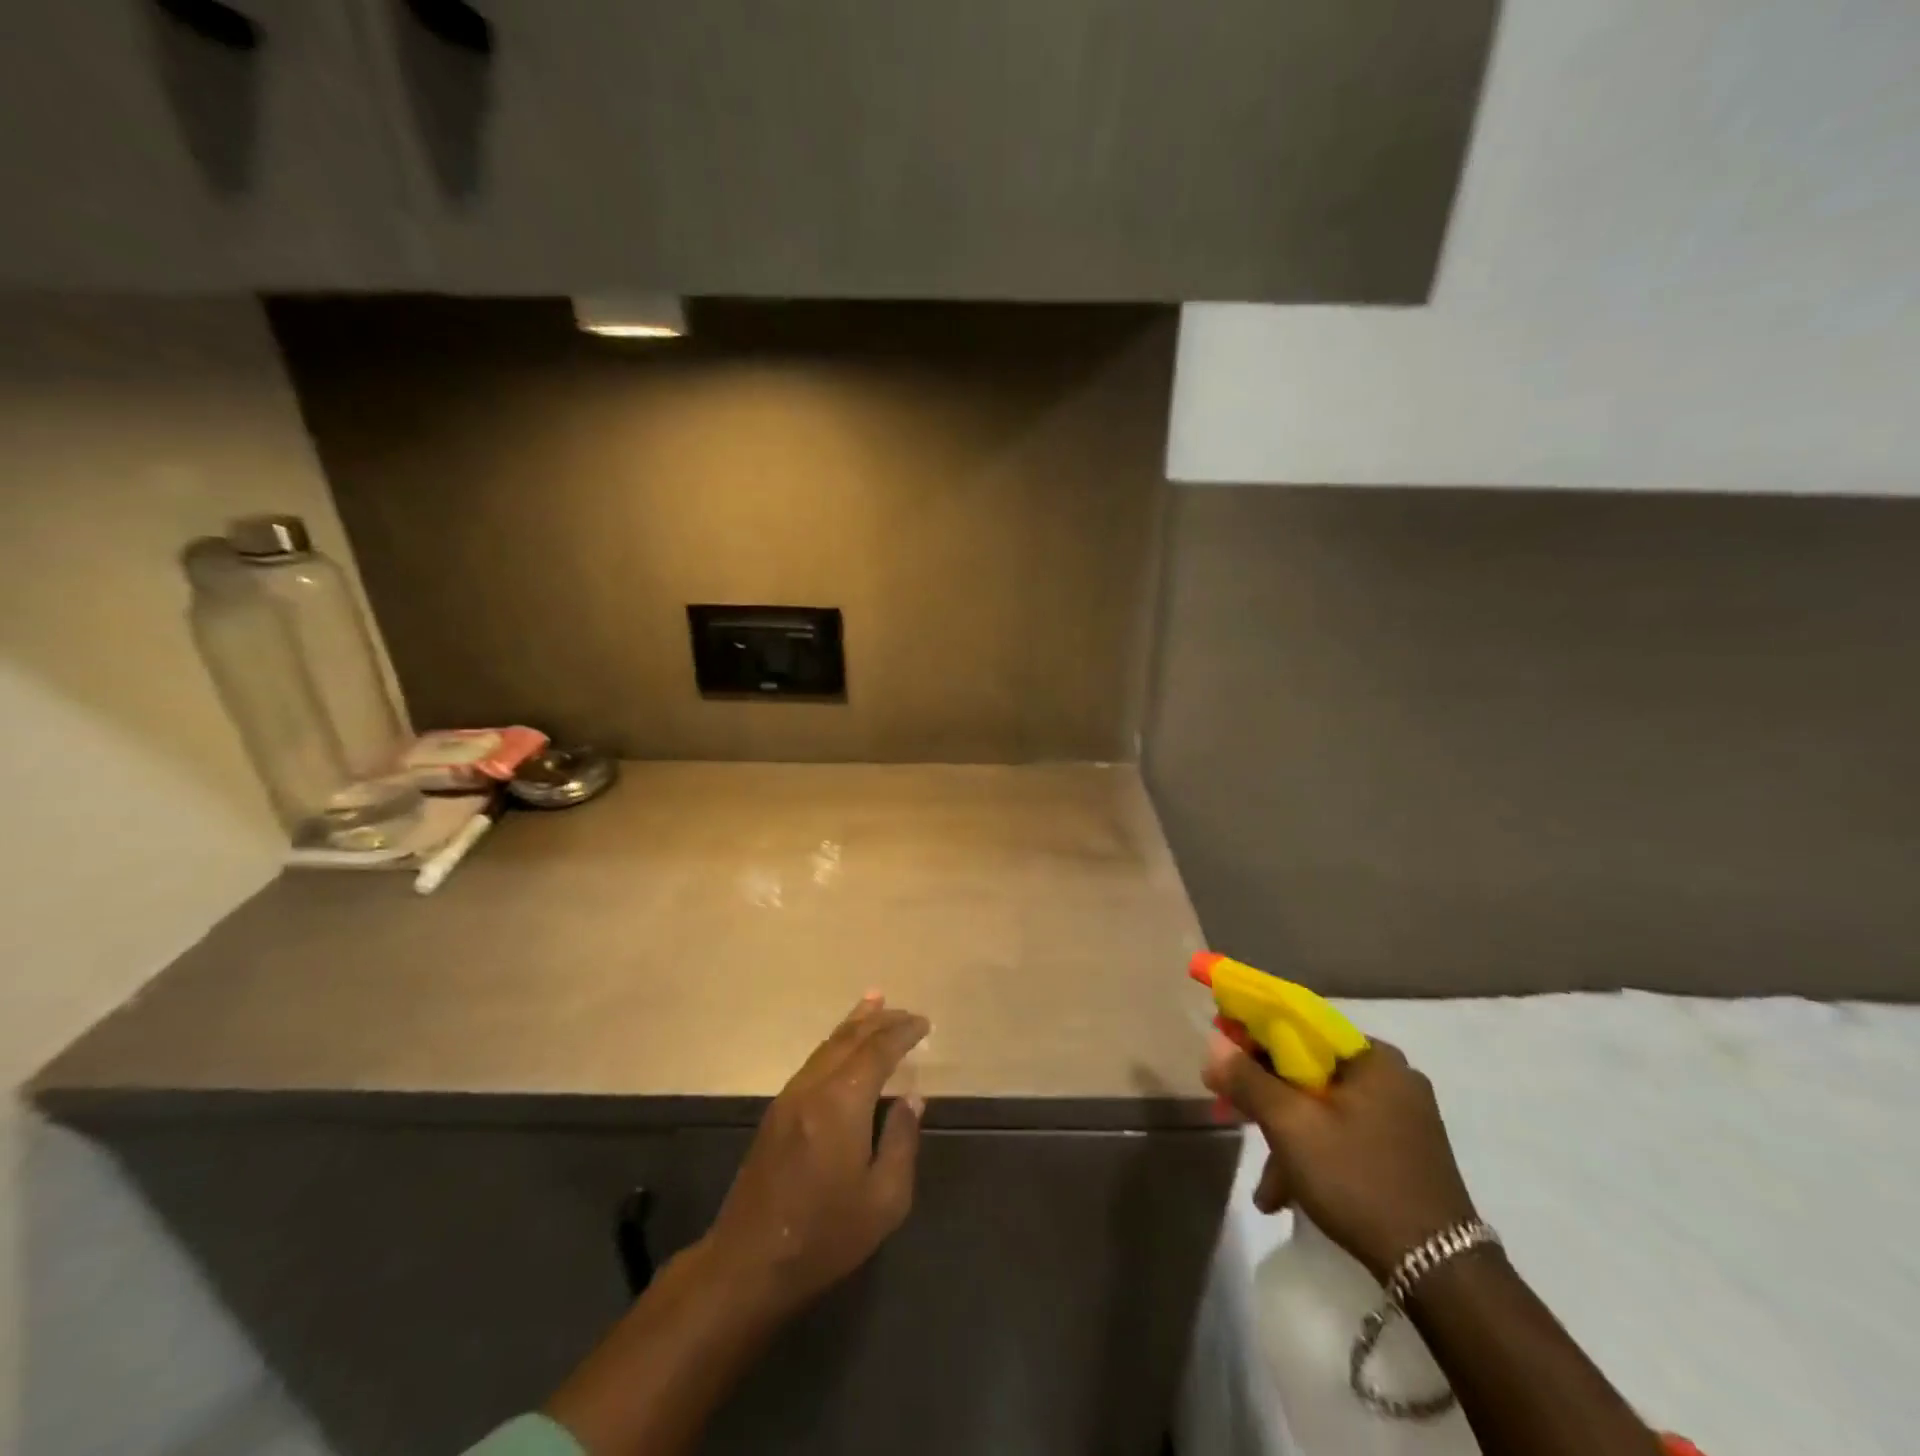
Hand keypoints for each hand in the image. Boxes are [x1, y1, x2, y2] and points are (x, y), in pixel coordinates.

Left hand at [701, 993, 929, 1321]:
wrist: (748, 1263)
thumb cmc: (824, 1236)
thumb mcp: (883, 1200)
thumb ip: (901, 1142)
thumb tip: (910, 1100)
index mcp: (841, 1103)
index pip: (877, 1051)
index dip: (902, 1033)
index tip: (924, 1024)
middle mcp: (813, 1087)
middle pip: (849, 1039)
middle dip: (880, 1021)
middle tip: (906, 1011)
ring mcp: (789, 1096)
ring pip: (827, 1045)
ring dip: (854, 1024)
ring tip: (874, 1003)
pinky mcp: (776, 1112)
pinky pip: (814, 1061)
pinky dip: (835, 1043)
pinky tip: (843, 1046)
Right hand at [1204, 1035, 1477, 1279]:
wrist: (1439, 1273)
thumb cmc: (1359, 1179)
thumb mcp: (1291, 1125)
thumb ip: (1248, 1079)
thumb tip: (1214, 1042)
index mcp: (1372, 1057)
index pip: (1300, 1025)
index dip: (1253, 1035)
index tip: (1222, 1055)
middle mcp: (1390, 1077)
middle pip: (1308, 1069)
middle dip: (1265, 1097)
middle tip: (1231, 1114)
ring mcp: (1402, 1117)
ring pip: (1322, 1107)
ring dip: (1285, 1136)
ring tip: (1264, 1185)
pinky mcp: (1403, 1152)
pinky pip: (1343, 1134)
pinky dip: (1313, 1154)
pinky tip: (1287, 1195)